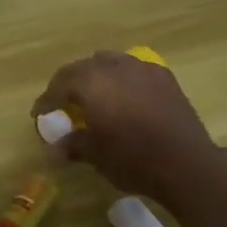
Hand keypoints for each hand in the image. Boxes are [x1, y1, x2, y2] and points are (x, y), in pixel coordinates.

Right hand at [32, 51, 224, 204]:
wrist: (188, 165)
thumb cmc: (133, 158)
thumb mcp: (94, 154)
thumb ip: (70, 145)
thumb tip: (53, 151)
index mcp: (90, 82)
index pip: (59, 84)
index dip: (46, 100)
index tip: (39, 115)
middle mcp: (113, 67)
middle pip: (81, 68)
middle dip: (68, 84)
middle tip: (63, 103)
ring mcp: (141, 69)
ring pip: (108, 62)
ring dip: (95, 76)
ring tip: (93, 95)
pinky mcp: (164, 78)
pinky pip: (133, 69)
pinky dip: (121, 78)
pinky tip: (125, 95)